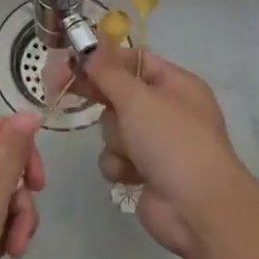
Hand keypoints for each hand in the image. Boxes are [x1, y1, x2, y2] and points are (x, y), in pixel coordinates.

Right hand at [73, 49, 252, 257]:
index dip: (103, 59)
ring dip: (116, 139)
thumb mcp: (137, 98)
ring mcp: (158, 142)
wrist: (197, 208)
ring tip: (131, 152)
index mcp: (176, 84)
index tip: (71, 61)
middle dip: (101, 98)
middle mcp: (168, 109)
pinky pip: (117, 157)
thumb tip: (88, 50)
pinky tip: (132, 175)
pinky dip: (120, 165)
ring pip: (114, 127)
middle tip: (60, 89)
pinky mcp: (146, 171)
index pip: (134, 59)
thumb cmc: (172, 141)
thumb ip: (107, 72)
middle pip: (120, 93)